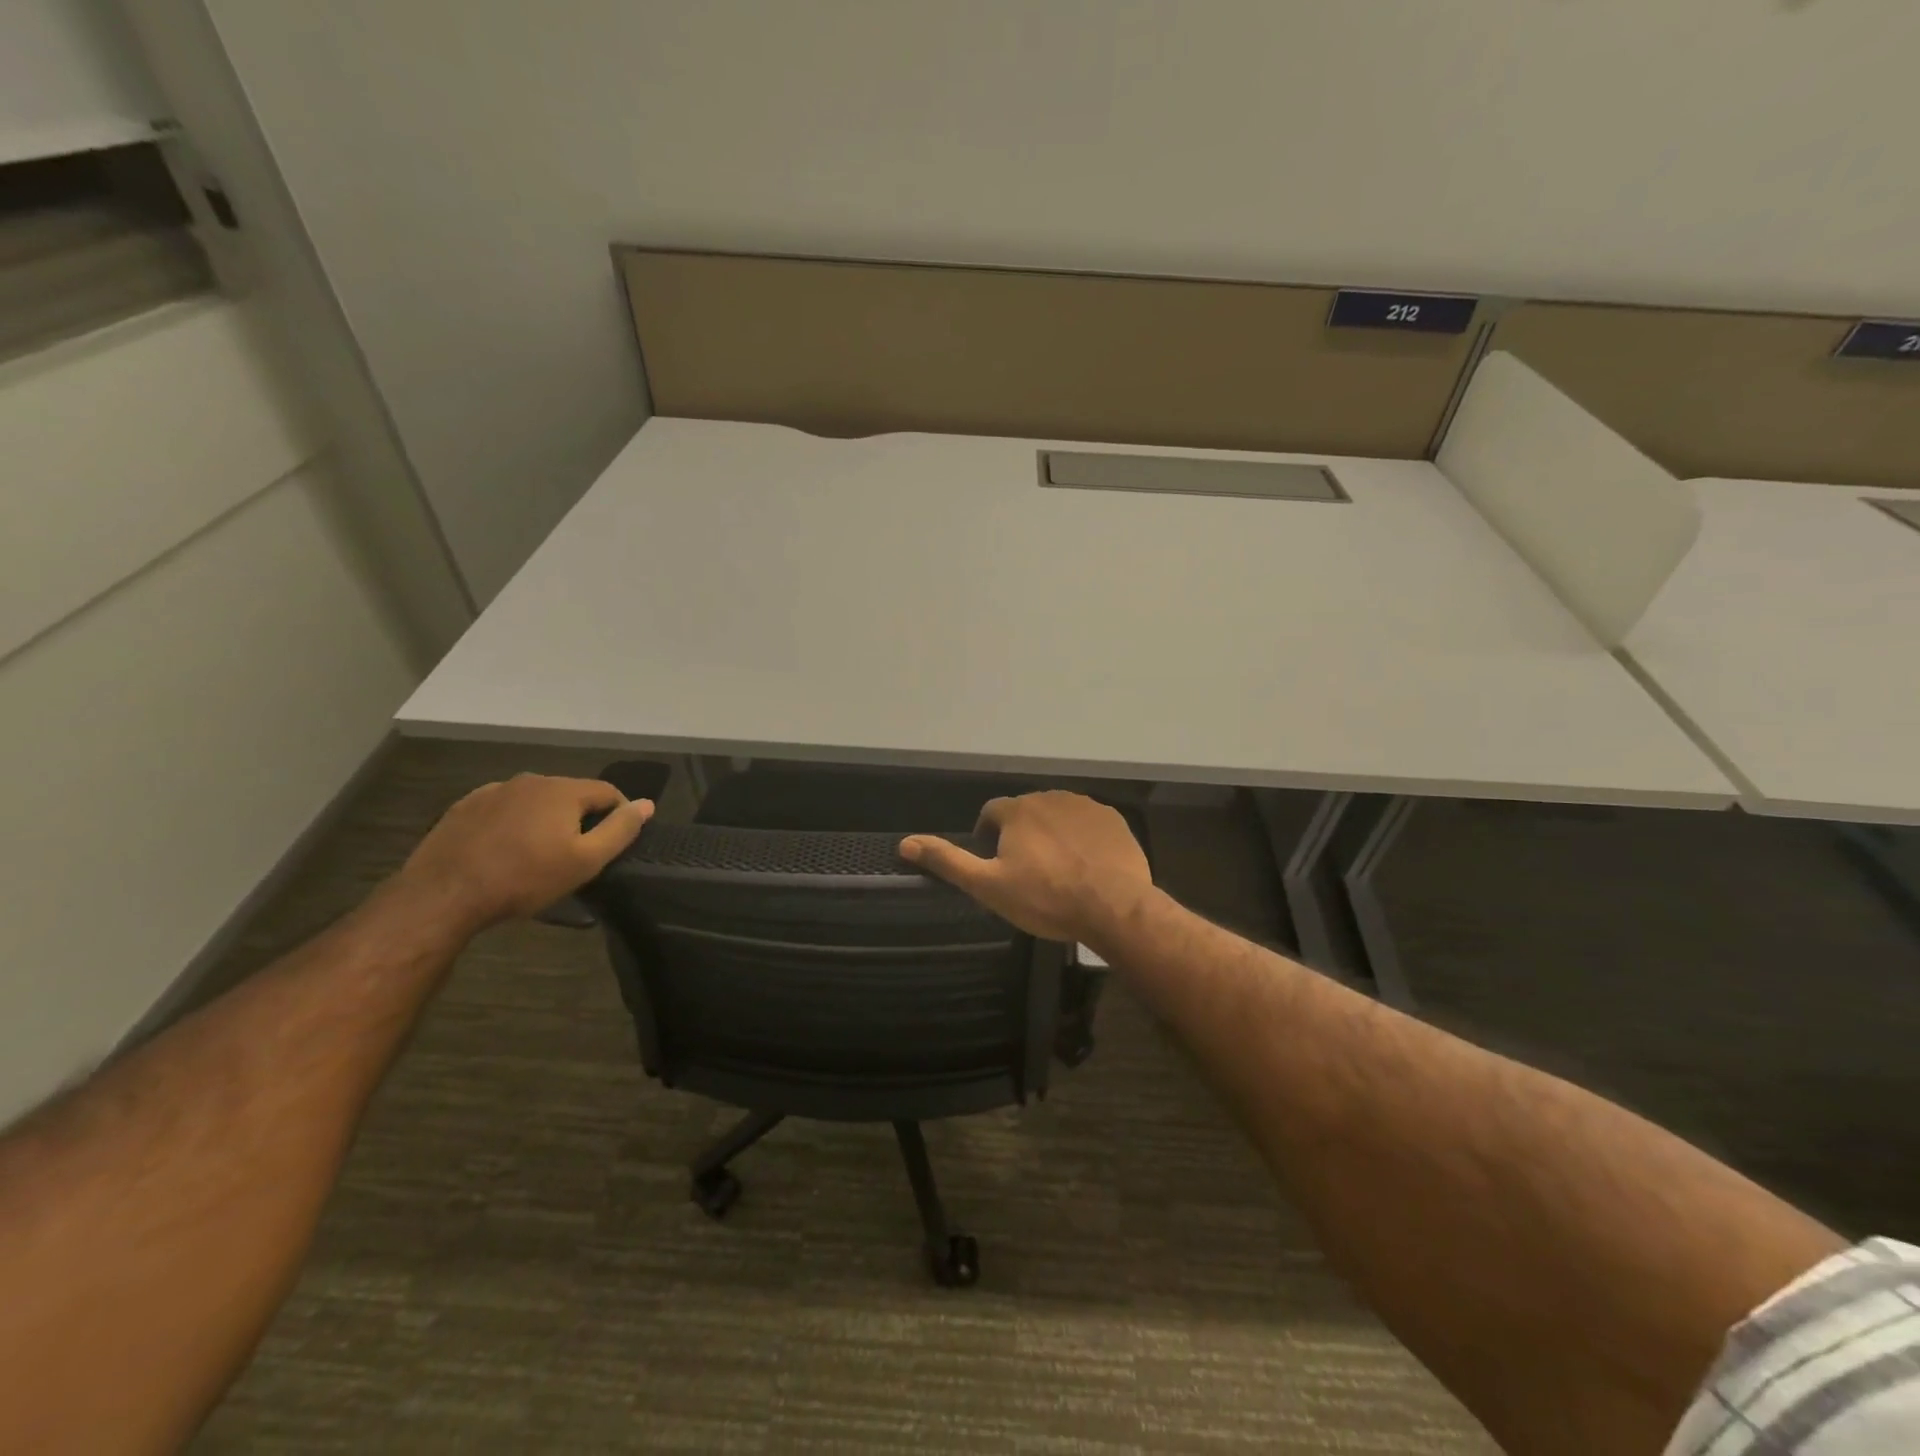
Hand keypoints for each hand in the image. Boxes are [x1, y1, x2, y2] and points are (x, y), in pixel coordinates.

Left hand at [397, 774, 653, 928]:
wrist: (443, 895)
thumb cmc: (524, 878)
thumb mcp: (585, 861)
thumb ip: (620, 829)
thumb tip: (646, 804)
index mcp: (562, 790)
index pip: (608, 791)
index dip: (620, 813)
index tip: (616, 841)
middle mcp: (530, 780)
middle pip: (570, 794)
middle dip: (580, 817)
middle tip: (577, 853)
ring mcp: (493, 791)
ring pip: (535, 801)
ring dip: (545, 819)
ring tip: (539, 853)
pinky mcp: (464, 807)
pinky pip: (503, 809)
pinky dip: (513, 823)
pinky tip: (505, 850)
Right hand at [900, 791, 1153, 946]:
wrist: (1113, 907)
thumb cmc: (1045, 898)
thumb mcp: (988, 886)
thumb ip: (948, 861)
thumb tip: (905, 843)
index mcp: (1017, 810)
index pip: (991, 813)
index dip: (987, 836)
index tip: (994, 864)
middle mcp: (1050, 797)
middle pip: (1026, 812)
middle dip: (1021, 835)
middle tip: (1026, 873)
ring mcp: (1085, 806)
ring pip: (1058, 816)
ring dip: (1052, 835)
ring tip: (1058, 871)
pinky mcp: (1113, 819)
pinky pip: (1088, 824)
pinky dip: (1082, 839)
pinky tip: (1086, 866)